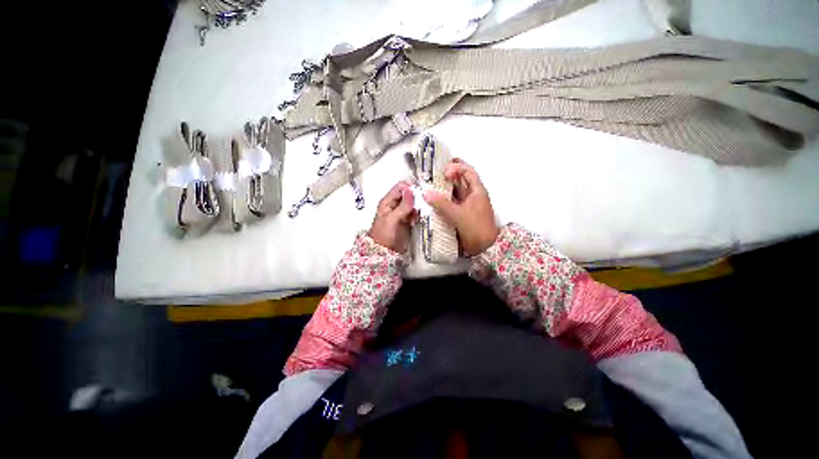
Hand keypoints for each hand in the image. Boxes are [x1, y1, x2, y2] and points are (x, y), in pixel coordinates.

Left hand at [369, 181, 416, 252]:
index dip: (410, 189)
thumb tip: (410, 191)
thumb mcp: (392, 220)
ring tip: (416, 215)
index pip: (400, 187)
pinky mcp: (406, 219)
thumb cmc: (382, 236)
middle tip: (420, 206)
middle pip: (408, 194)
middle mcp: (394, 205)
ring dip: (417, 208)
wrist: (383, 252)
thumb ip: (402, 206)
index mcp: (387, 201)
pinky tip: (415, 220)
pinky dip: (417, 215)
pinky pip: (414, 212)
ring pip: (413, 203)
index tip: (419, 195)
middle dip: (416, 199)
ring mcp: (401, 212)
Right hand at [423, 159, 498, 255]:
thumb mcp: (458, 214)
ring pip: (455, 191)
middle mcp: (473, 195)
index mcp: (477, 191)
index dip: (456, 167)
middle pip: (461, 180)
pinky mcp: (462, 213)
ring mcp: (467, 204)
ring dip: (445, 188)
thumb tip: (426, 194)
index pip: (468, 171)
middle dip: (448, 175)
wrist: (484, 247)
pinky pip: (452, 202)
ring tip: (430, 185)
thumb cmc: (475, 227)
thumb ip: (441, 204)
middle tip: (434, 173)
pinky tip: (434, 200)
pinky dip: (444, 200)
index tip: (444, 172)